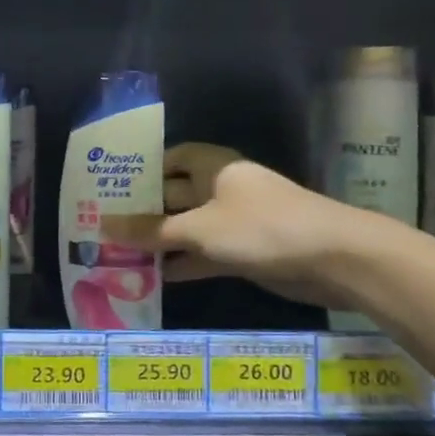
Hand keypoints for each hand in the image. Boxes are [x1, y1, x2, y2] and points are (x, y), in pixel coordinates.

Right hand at [106, 142, 363, 306]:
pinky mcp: (245, 252)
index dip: (145, 168)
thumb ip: (151, 230)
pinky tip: (155, 278)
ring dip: (161, 240)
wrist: (332, 258)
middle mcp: (222, 190)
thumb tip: (102, 226)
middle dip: (145, 209)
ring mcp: (236, 222)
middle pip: (176, 195)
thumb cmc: (260, 227)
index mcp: (214, 167)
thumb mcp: (199, 228)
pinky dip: (184, 263)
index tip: (112, 184)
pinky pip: (205, 254)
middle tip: (104, 223)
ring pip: (189, 228)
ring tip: (119, 254)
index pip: (173, 157)